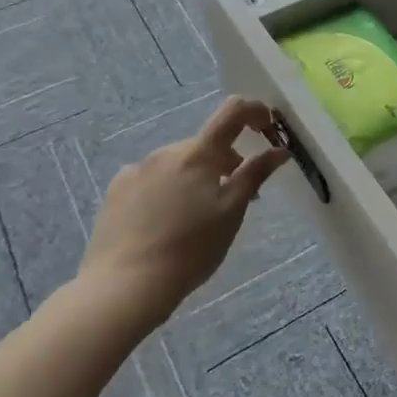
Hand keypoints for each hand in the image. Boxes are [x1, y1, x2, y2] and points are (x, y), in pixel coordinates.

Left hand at [76, 97, 288, 331]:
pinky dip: (167, 188)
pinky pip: (152, 178)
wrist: (125, 285)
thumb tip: (280, 149)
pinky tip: (164, 220)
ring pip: (179, 162)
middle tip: (235, 197)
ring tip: (196, 216)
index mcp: (199, 153)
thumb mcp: (232, 212)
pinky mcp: (116, 190)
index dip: (255, 111)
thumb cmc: (190, 249)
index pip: (233, 111)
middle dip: (226, 162)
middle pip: (206, 144)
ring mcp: (137, 169)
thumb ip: (255, 174)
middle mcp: (166, 151)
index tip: (268, 128)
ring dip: (196, 176)